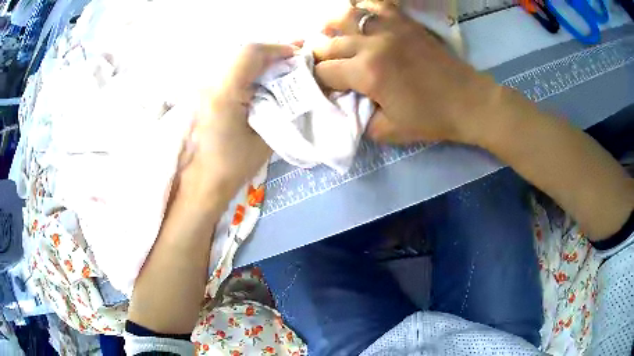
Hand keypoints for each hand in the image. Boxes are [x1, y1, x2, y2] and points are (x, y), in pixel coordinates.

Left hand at [179, 43, 296, 203]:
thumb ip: (279, 108)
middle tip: (291, 60)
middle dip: (269, 54)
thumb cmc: (232, 168)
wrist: (201, 185)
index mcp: (223, 94)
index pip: (249, 53)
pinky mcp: (203, 99)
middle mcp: (209, 86)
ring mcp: (203, 91)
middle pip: (241, 54)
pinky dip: (248, 73)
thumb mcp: (264, 139)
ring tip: (280, 69)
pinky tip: (261, 83)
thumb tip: (296, 89)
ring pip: (234, 63)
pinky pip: (228, 75)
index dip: (275, 48)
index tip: (294, 55)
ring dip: (258, 63)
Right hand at [314, 3, 503, 144]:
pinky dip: (362, 7)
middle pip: (329, 43)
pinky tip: (360, 17)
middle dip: (318, 55)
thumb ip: (359, 119)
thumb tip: (345, 104)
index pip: (324, 71)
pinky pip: (376, 4)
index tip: (324, 87)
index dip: (318, 81)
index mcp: (368, 74)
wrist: (468, 102)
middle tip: (323, 65)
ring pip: (345, 15)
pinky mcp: (405, 21)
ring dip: (331, 25)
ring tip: (330, 33)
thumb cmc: (432, 119)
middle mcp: (373, 44)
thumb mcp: (390, 131)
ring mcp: (390, 28)